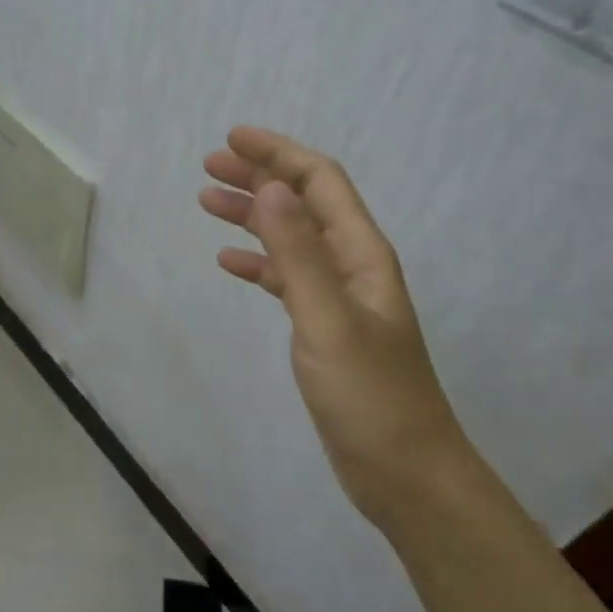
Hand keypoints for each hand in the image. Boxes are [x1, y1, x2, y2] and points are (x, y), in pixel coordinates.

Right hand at [200, 127, 464, 519]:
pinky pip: (286, 277)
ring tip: (207, 202)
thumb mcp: (328, 319)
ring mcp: (338, 296)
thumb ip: (297, 252)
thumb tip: (268, 186)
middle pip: (303, 202)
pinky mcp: (324, 326)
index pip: (319, 181)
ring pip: (290, 237)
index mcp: (360, 253)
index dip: (278, 153)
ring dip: (252, 214)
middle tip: (210, 165)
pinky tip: (229, 262)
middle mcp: (351, 264)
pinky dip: (257, 261)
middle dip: (259, 176)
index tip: (232, 138)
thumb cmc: (370, 395)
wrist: (405, 473)